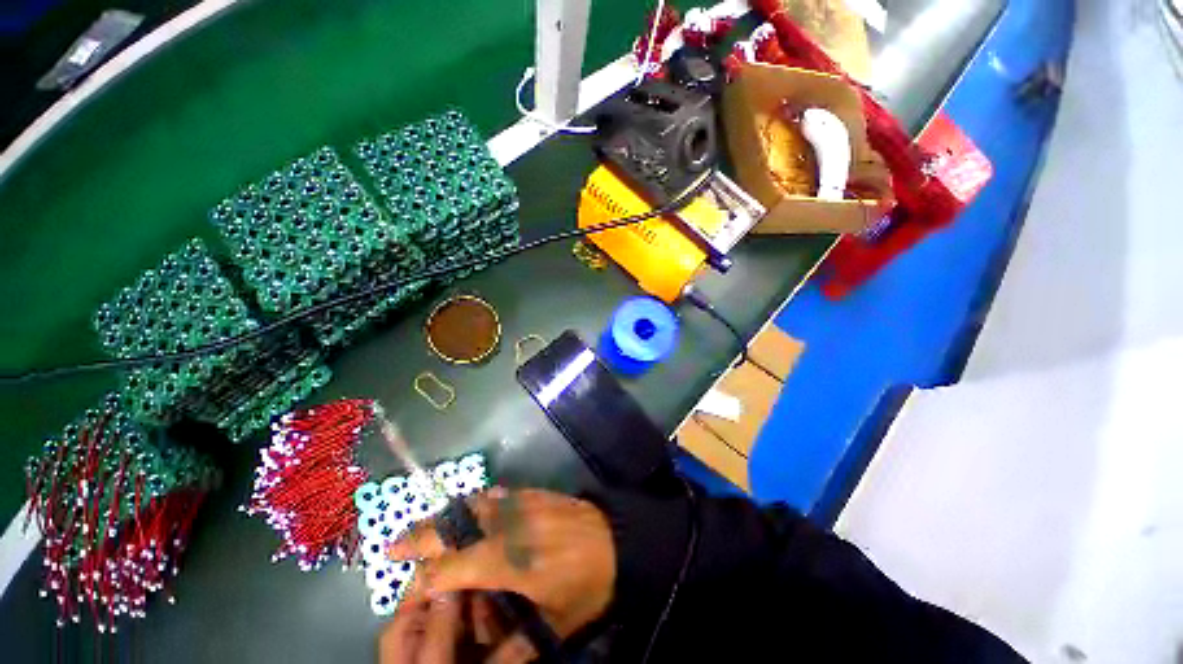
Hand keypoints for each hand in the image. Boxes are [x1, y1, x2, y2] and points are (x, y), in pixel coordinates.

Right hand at [386, 488, 615, 662]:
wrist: (619, 537)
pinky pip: (495, 494)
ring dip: (444, 517)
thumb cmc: (588, 582)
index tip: (410, 591)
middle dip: (420, 536)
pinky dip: (473, 503)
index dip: (426, 580)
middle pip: (455, 525)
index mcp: (511, 559)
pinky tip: (467, 511)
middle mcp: (510, 524)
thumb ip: (514, 651)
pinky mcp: (533, 493)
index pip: (454, 566)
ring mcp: (522, 503)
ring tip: (422, 531)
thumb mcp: (555, 624)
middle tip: (392, 547)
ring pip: (473, 503)